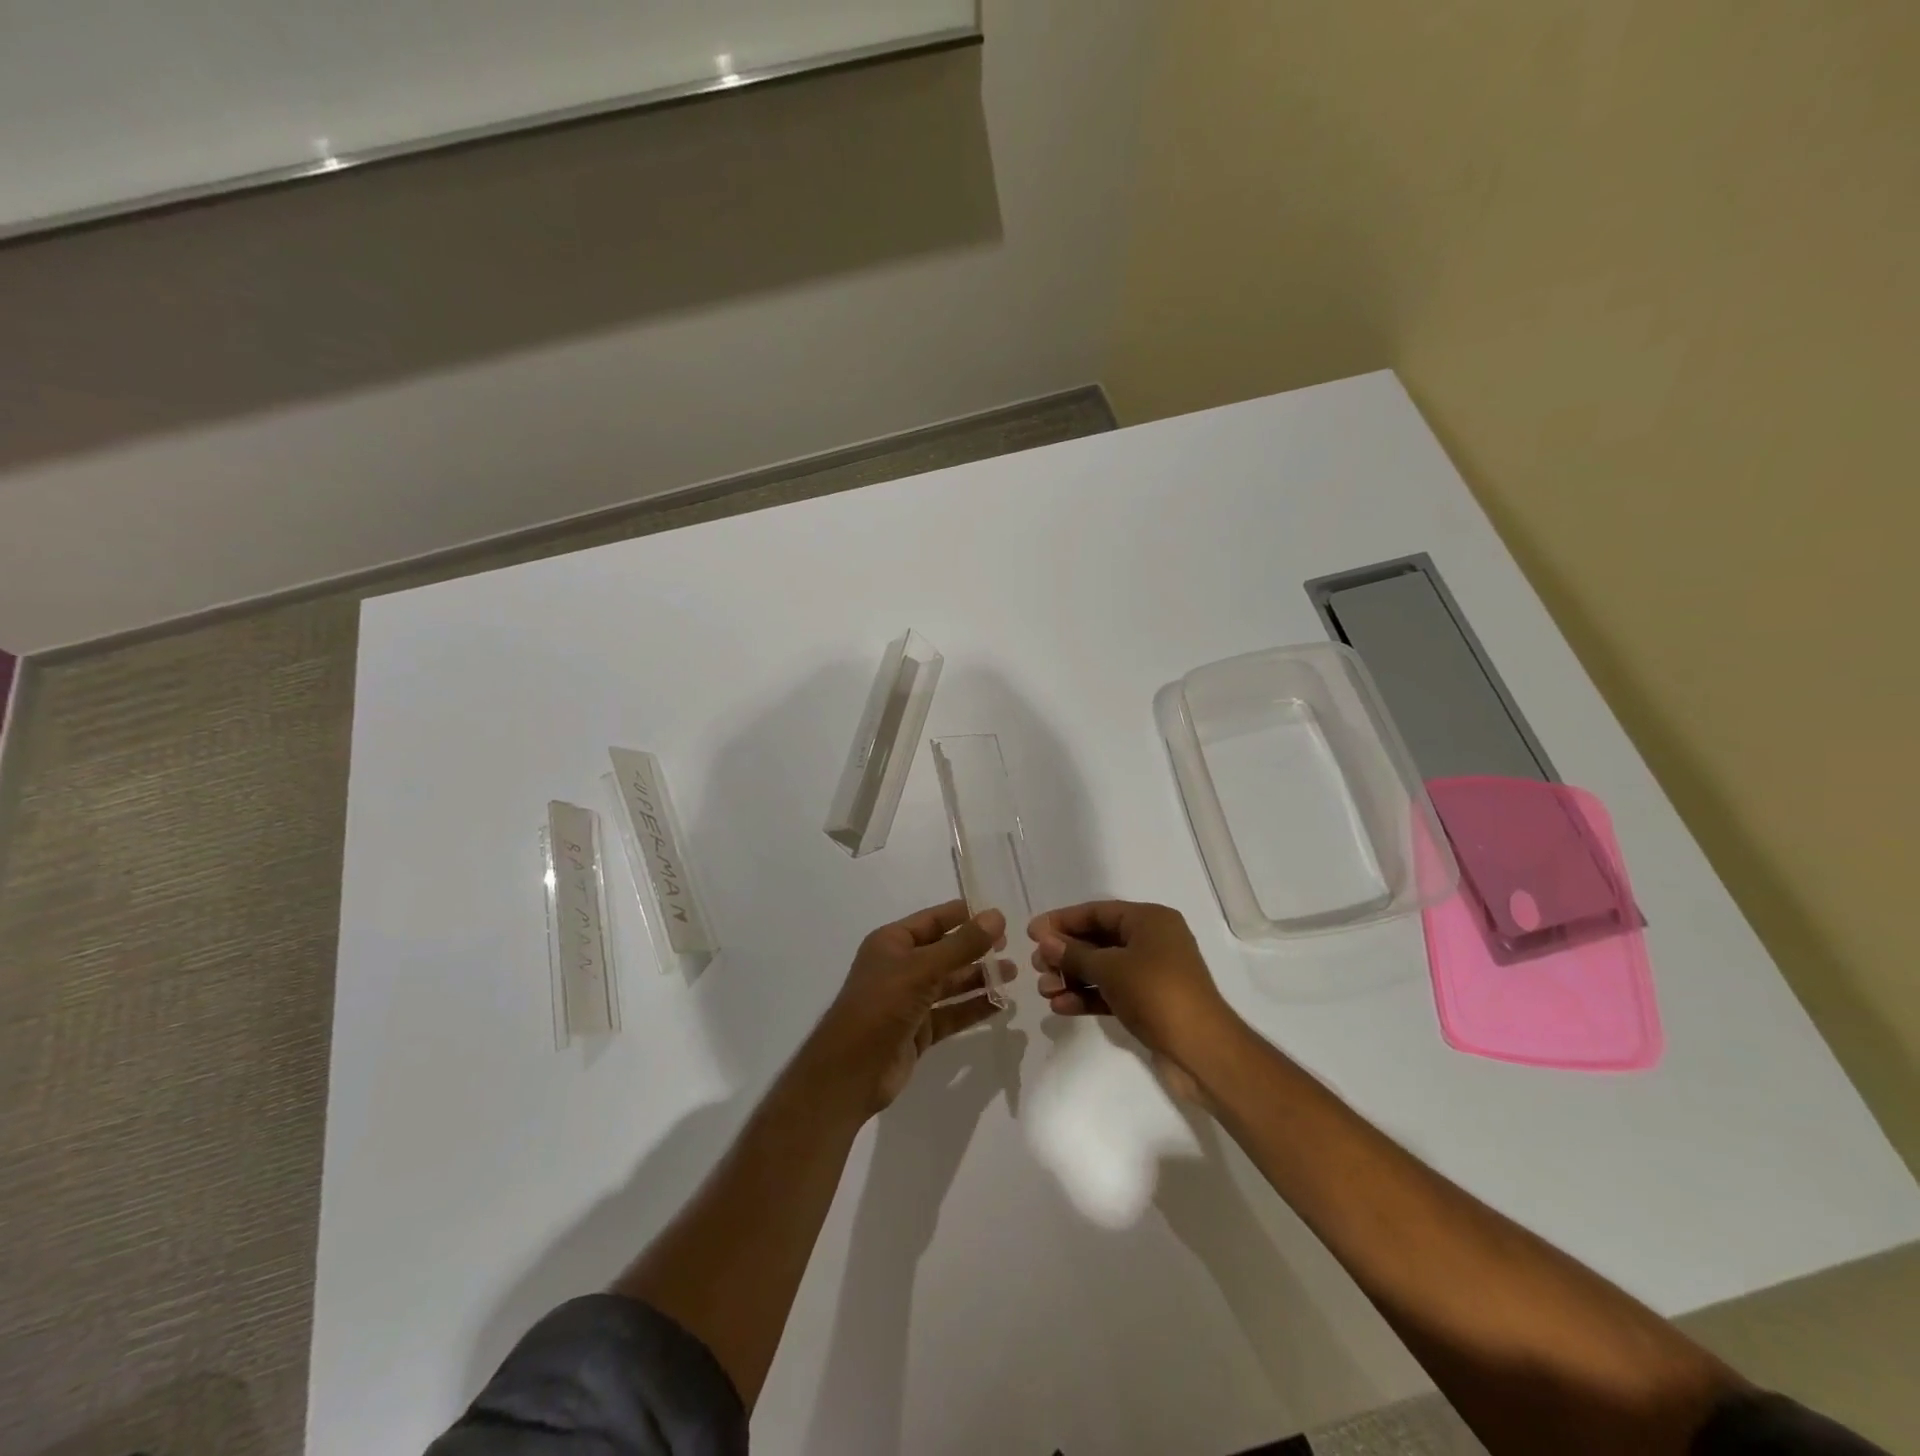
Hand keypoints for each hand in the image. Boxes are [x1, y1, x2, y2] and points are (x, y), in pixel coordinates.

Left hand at [803, 900, 1008, 1117]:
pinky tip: (1002, 1004)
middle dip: (976, 949)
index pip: (934, 920)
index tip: (999, 914)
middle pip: (945, 952)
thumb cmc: (882, 1006)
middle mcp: (901, 967)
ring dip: (980, 978)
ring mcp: (910, 1000)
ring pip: (951, 983)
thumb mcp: (922, 969)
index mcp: (893, 943)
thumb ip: (962, 945)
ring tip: (1014, 973)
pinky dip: (974, 1008)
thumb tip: (997, 916)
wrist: (852, 1071)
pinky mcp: (919, 1030)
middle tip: (1012, 946)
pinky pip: (952, 1013)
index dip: (964, 915)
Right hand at [1028, 901, 1238, 1080]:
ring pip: (1102, 968)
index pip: (1097, 912)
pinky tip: (1060, 1007)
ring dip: (1072, 977)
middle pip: (1098, 939)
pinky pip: (1111, 991)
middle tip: (1036, 965)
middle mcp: (1152, 941)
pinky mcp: (1148, 1002)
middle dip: (1064, 953)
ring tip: (1043, 990)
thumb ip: (1074, 953)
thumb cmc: (1156, 993)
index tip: (1031, 933)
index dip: (1063, 920)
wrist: (1201, 1050)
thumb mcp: (1110, 968)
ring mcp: (1151, 973)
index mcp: (1149, 920)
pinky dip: (1088, 996)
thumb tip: (1045, 940)